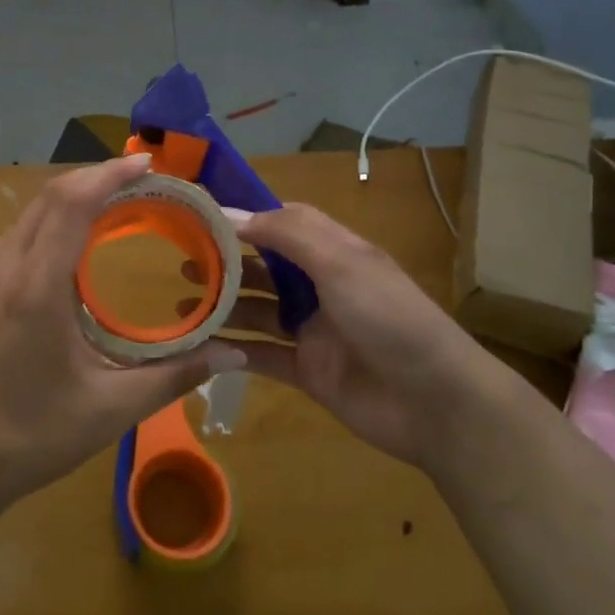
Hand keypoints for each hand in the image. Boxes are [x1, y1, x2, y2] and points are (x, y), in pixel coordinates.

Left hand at [0, 154, 245, 509]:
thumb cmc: (33, 434)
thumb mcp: (111, 409)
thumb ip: (174, 375)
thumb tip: (232, 354)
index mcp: (37, 287)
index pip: (72, 204)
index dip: (110, 175)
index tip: (148, 164)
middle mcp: (8, 267)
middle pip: (52, 197)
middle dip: (98, 178)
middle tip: (145, 182)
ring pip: (34, 211)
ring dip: (75, 196)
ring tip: (120, 202)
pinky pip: (24, 232)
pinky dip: (57, 218)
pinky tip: (81, 240)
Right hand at [201, 204, 479, 471]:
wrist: (435, 403)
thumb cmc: (389, 317)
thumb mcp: (341, 261)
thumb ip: (286, 233)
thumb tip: (229, 211)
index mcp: (333, 251)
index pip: (281, 223)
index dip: (243, 217)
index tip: (199, 215)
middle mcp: (320, 285)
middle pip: (263, 266)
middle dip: (224, 262)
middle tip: (179, 260)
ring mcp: (312, 329)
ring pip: (257, 310)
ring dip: (222, 305)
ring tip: (182, 303)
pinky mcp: (307, 370)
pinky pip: (261, 355)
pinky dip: (232, 350)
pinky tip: (200, 346)